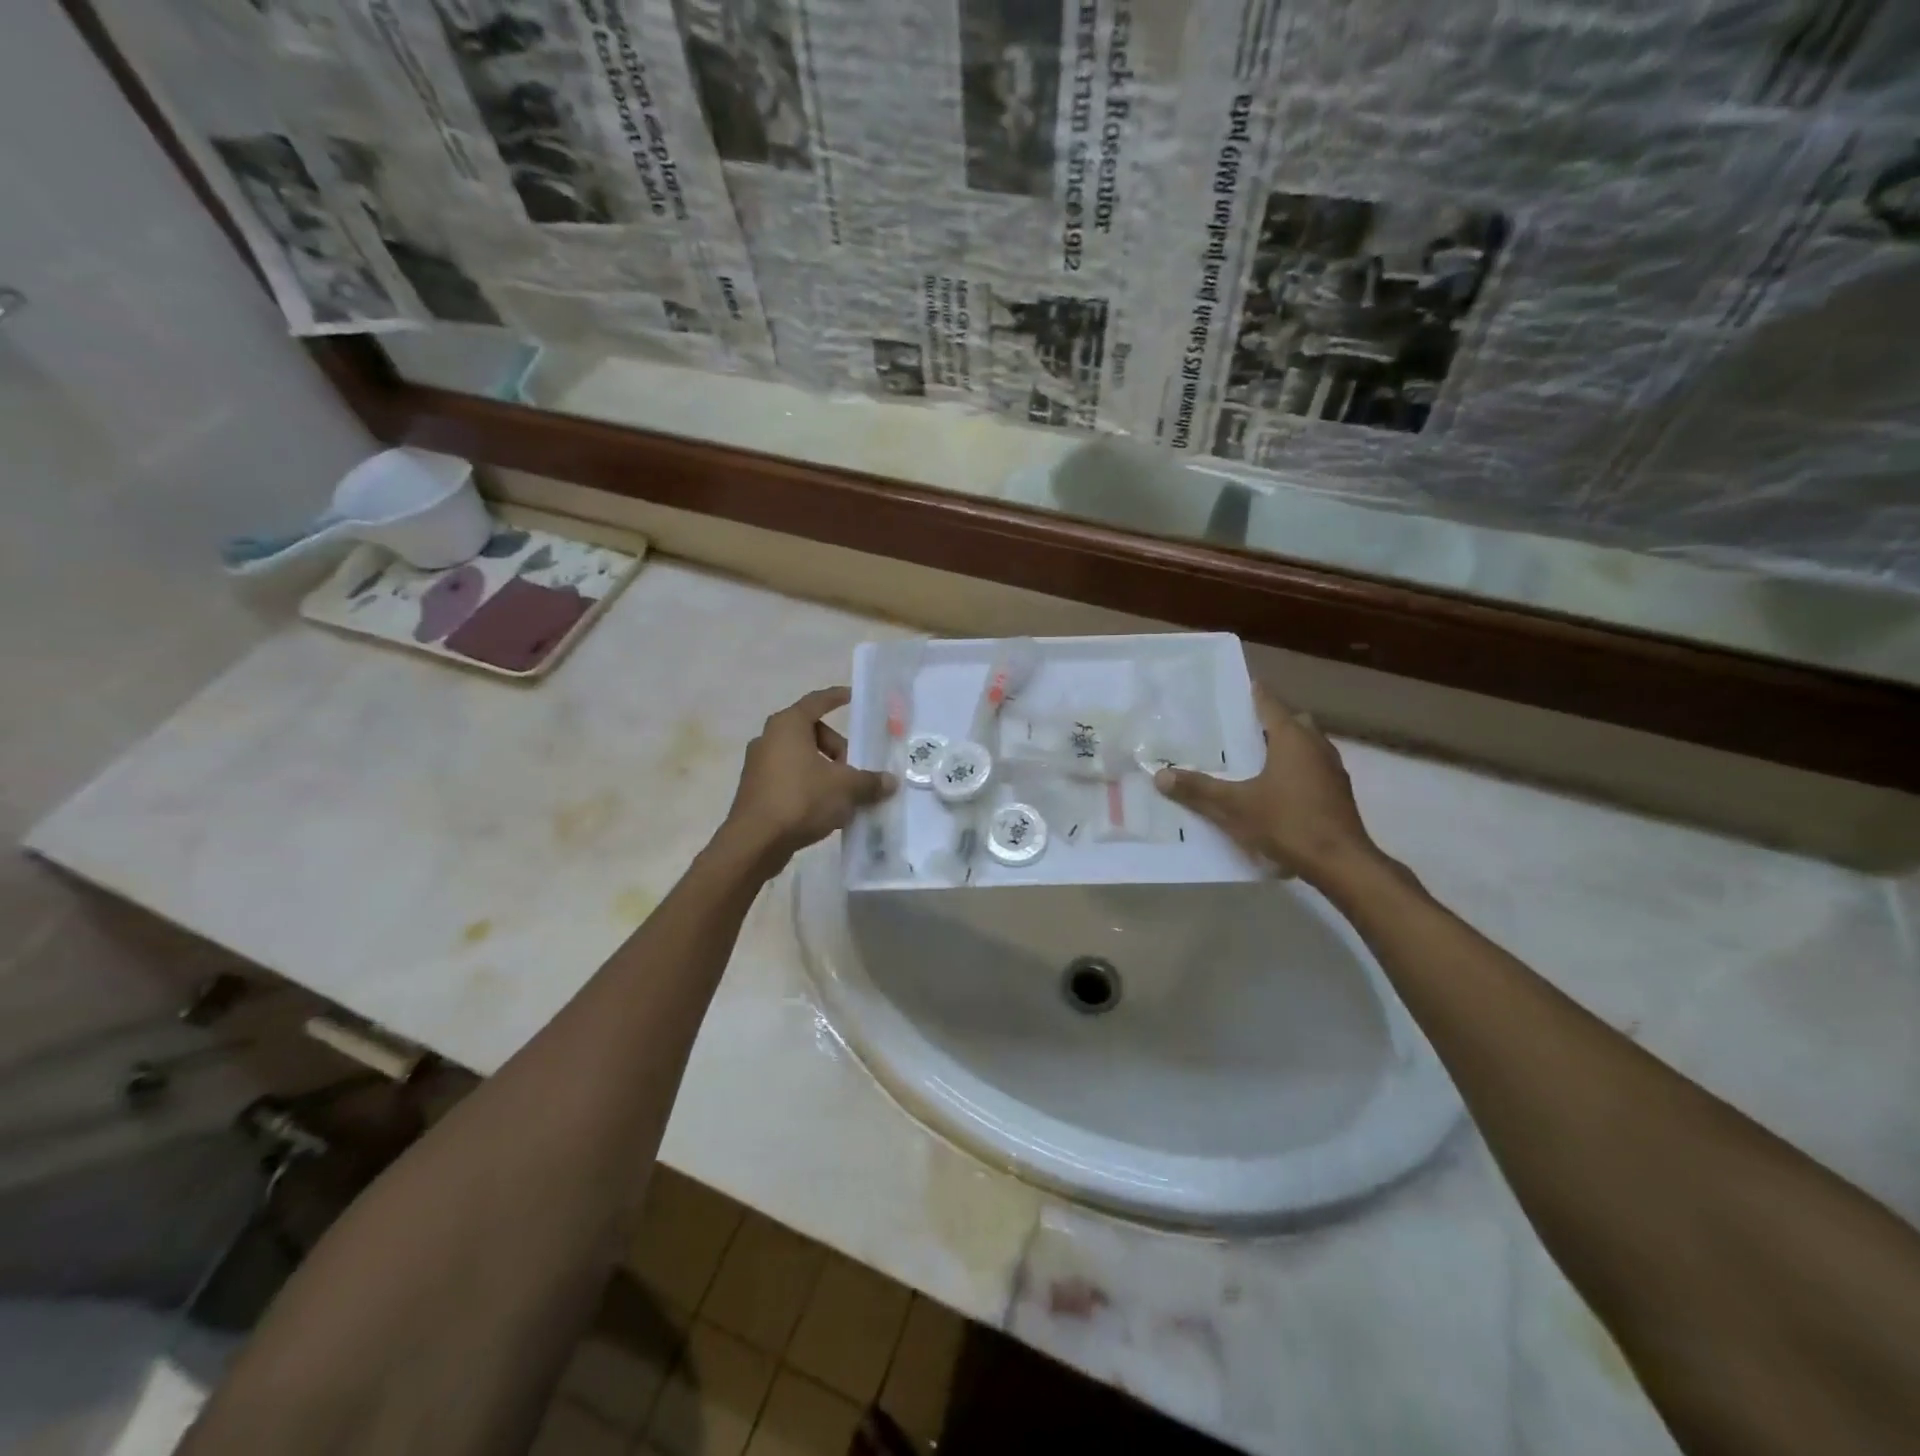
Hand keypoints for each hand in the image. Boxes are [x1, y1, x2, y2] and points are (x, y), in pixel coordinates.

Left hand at [720, 687, 894, 868]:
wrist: (754, 842)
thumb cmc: (801, 799)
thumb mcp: (845, 788)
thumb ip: (870, 781)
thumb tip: (890, 781)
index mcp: (788, 725)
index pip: (817, 701)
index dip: (837, 697)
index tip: (853, 697)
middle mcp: (769, 738)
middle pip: (812, 733)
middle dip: (838, 748)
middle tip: (855, 768)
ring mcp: (759, 765)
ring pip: (801, 758)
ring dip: (825, 770)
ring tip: (845, 793)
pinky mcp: (756, 790)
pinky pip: (791, 778)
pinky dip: (810, 786)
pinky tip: (827, 809)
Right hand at [1154, 684, 1375, 887]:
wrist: (1341, 863)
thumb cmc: (1287, 823)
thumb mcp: (1235, 806)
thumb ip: (1198, 790)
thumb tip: (1160, 776)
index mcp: (1293, 739)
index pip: (1270, 704)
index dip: (1253, 695)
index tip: (1237, 688)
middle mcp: (1317, 746)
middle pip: (1292, 722)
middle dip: (1268, 722)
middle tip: (1239, 730)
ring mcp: (1332, 770)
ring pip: (1306, 746)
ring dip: (1284, 747)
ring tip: (1253, 759)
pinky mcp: (1338, 793)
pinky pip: (1312, 768)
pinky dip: (1294, 769)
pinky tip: (1275, 788)